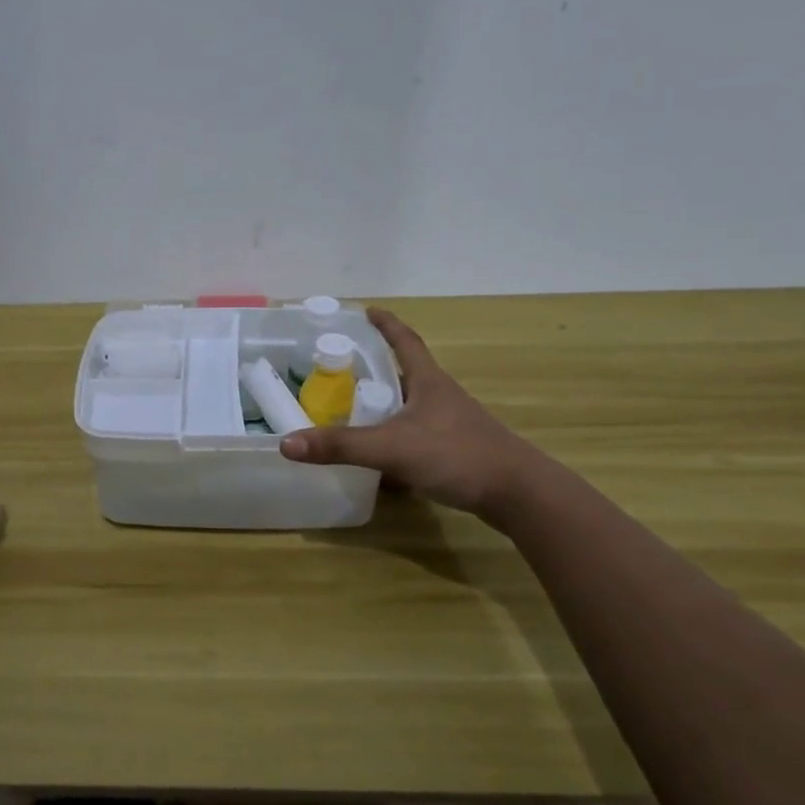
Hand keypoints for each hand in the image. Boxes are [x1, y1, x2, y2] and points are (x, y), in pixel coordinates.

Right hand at [279, 307, 540, 518]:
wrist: (517, 494)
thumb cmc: (456, 455)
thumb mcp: (391, 448)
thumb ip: (341, 446)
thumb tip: (287, 443)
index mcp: (428, 382)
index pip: (405, 341)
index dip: (386, 325)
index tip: (368, 311)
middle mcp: (440, 396)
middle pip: (406, 372)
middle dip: (377, 367)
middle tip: (344, 367)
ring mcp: (451, 424)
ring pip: (411, 407)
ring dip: (386, 405)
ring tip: (354, 410)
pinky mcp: (456, 450)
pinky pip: (417, 436)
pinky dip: (396, 439)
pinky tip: (381, 459)